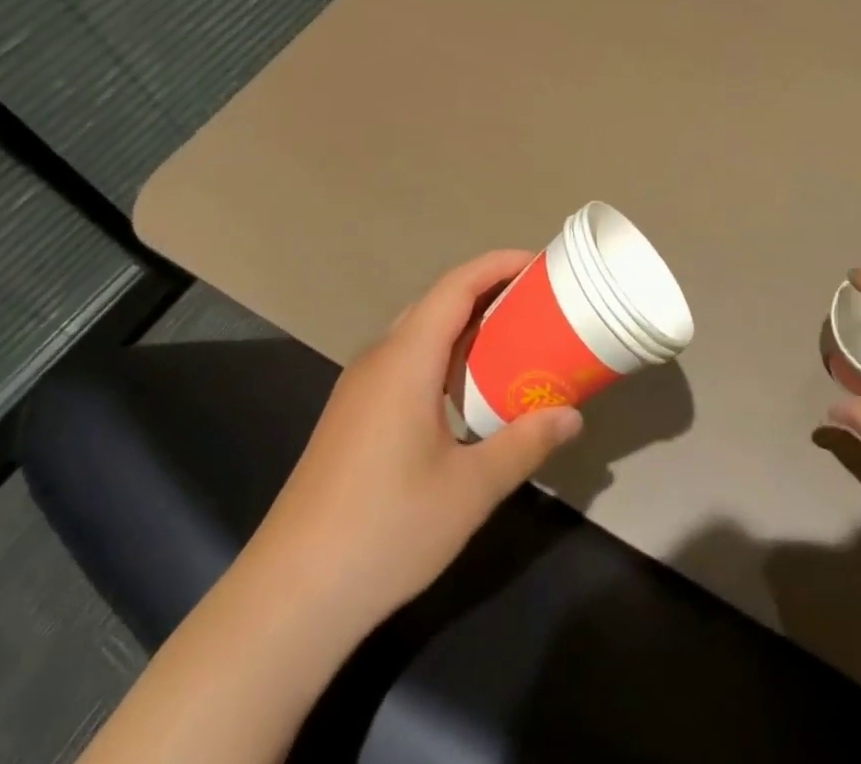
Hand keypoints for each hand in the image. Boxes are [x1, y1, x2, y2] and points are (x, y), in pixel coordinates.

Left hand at [242, 250, 582, 633]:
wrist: (289, 597)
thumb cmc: (385, 531)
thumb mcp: (470, 489)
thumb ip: (525, 444)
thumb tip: (572, 417)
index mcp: (406, 359)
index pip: (456, 285)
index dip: (498, 264)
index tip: (539, 263)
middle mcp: (378, 359)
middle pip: (437, 302)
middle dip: (488, 292)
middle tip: (536, 304)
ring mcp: (358, 388)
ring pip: (418, 333)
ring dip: (465, 326)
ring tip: (511, 341)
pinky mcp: (350, 416)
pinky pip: (404, 362)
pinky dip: (443, 356)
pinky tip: (464, 393)